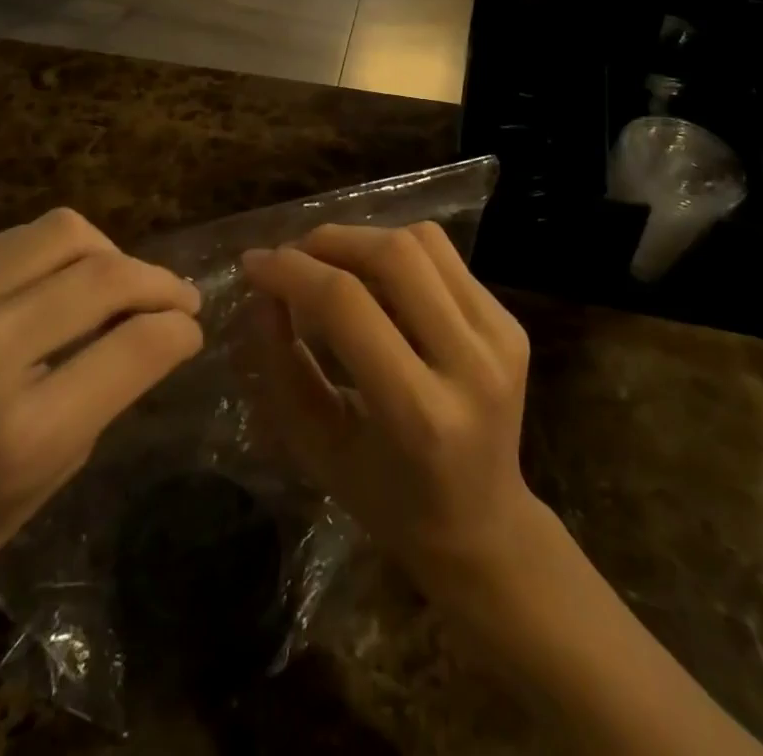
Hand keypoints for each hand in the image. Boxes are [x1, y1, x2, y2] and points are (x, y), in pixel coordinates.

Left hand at [0, 209, 203, 644]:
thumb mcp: (36, 490)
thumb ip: (101, 400)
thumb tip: (154, 332)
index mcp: (17, 434)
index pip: (134, 345)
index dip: (179, 329)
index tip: (192, 329)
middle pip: (103, 272)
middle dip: (156, 280)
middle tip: (175, 298)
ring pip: (62, 231)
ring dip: (108, 253)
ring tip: (116, 284)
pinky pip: (12, 241)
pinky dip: (55, 255)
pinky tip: (56, 286)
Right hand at [241, 223, 537, 585]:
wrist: (484, 523)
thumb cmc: (387, 499)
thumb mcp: (318, 446)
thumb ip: (283, 366)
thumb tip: (264, 292)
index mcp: (420, 414)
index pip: (347, 305)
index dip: (291, 271)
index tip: (253, 264)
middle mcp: (471, 364)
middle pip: (393, 255)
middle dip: (328, 241)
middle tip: (290, 256)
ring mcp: (500, 337)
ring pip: (422, 241)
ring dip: (362, 239)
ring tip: (329, 264)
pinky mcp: (510, 321)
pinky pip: (443, 255)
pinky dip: (395, 252)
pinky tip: (373, 279)